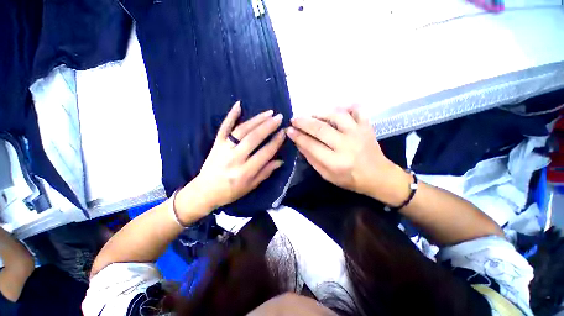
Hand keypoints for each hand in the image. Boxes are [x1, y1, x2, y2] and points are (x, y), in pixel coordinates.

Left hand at [176, 101, 285, 217]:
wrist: (204, 191)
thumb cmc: (230, 192)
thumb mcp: (251, 186)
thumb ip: (266, 172)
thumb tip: (280, 161)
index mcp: (245, 172)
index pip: (265, 153)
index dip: (276, 142)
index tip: (284, 132)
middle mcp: (235, 158)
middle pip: (254, 138)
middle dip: (268, 126)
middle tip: (279, 117)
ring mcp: (224, 149)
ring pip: (242, 130)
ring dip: (256, 120)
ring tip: (268, 113)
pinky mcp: (216, 144)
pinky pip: (224, 127)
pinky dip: (231, 115)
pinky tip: (238, 105)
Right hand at [286, 107, 410, 204]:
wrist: (378, 176)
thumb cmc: (350, 179)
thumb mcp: (327, 175)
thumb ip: (312, 159)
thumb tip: (299, 143)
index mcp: (336, 162)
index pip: (311, 145)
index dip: (298, 136)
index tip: (289, 130)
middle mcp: (346, 145)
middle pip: (320, 129)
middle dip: (303, 122)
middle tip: (294, 119)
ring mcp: (358, 133)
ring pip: (336, 115)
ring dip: (320, 112)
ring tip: (311, 115)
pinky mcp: (367, 126)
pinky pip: (357, 110)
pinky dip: (346, 106)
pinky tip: (337, 109)